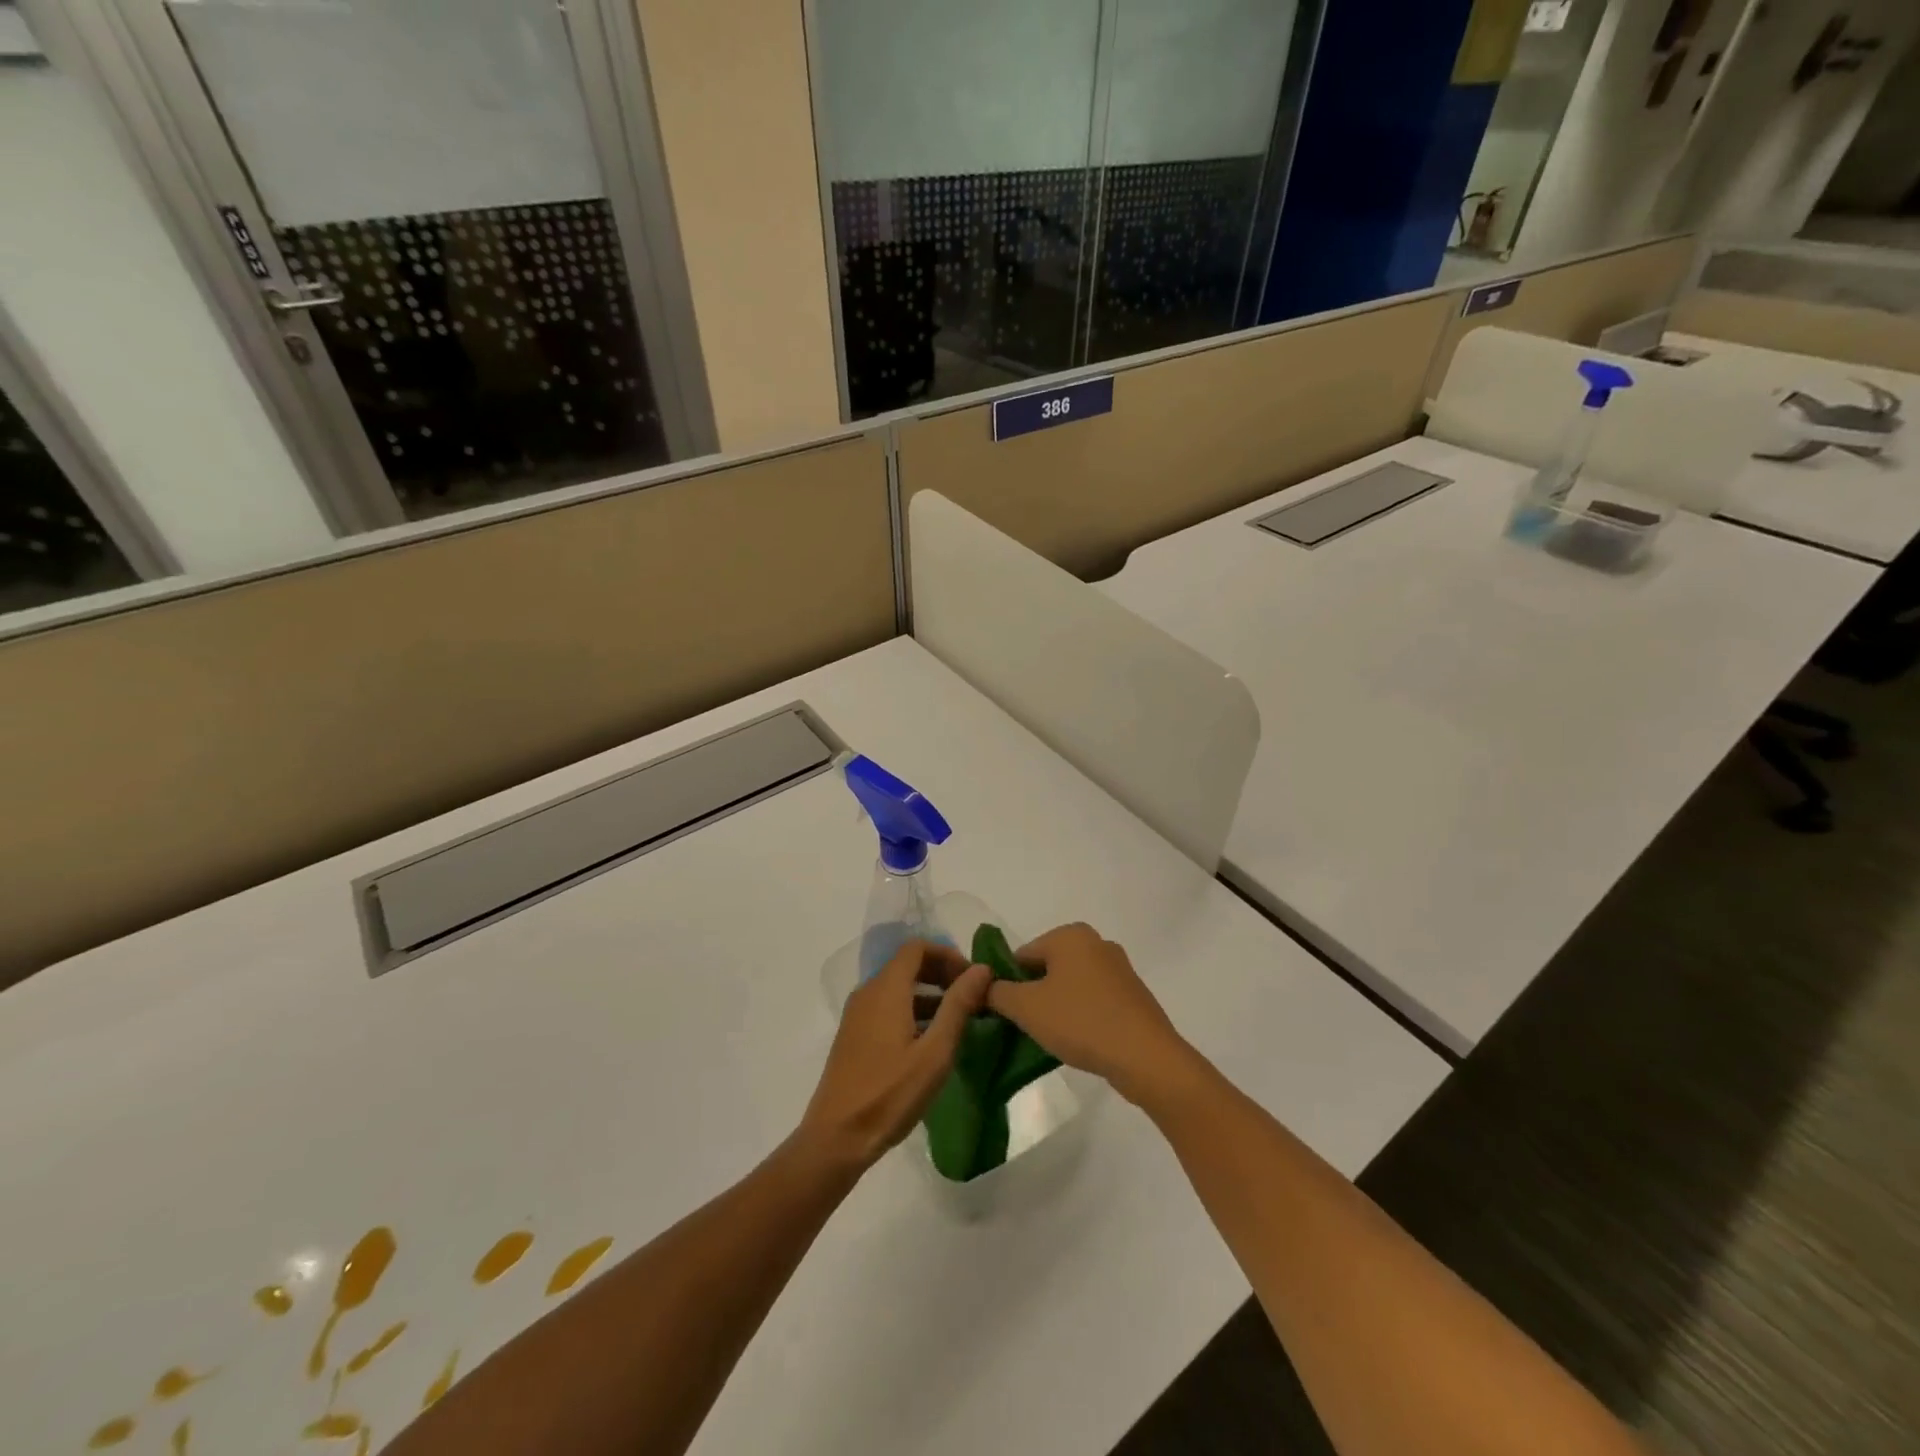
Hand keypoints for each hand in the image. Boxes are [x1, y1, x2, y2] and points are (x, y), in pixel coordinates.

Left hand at [798, 941, 991, 1173]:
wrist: (836, 1138)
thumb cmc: (890, 1094)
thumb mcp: (935, 1052)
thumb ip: (958, 1005)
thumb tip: (981, 968)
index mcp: (886, 989)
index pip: (917, 947)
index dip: (948, 954)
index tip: (972, 979)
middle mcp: (868, 992)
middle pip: (907, 964)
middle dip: (941, 973)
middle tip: (970, 998)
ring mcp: (857, 1014)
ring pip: (897, 987)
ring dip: (928, 994)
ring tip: (957, 1021)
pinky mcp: (854, 1035)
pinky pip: (887, 1006)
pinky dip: (912, 1010)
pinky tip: (929, 1041)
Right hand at [986, 923, 1199, 1107]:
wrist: (1146, 1057)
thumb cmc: (1081, 1022)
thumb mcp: (1027, 1008)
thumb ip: (998, 993)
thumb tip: (983, 986)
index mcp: (1070, 935)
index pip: (1021, 955)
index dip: (1006, 984)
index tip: (1001, 1014)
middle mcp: (1096, 942)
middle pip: (1046, 968)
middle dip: (1032, 995)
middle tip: (1022, 1028)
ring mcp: (1118, 969)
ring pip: (1070, 985)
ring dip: (1055, 1007)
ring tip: (1049, 1038)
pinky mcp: (1132, 995)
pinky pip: (1093, 1000)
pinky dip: (1080, 1015)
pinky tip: (1077, 1041)